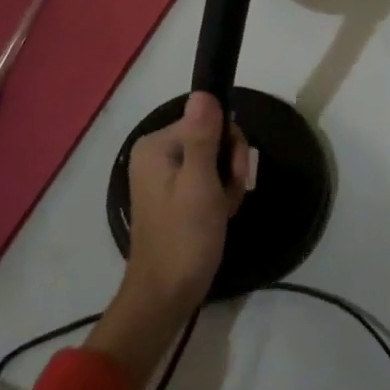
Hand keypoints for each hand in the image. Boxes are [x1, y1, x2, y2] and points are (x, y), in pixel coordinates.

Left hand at [88, 92, 247, 389]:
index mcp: (157, 145)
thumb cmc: (185, 239)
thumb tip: (203, 92)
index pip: (209, 119)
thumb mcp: (200, 184)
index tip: (232, 177)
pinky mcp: (172, 195)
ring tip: (222, 211)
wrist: (165, 298)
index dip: (229, 146)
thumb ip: (204, 137)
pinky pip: (205, 179)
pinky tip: (218, 216)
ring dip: (227, 184)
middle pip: (212, 137)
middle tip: (228, 198)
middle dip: (229, 166)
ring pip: (213, 159)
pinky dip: (218, 196)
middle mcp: (156, 153)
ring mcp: (163, 175)